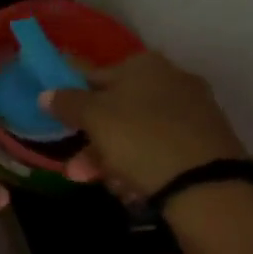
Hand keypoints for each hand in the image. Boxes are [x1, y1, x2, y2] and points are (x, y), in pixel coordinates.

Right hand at [40, 51, 247, 197]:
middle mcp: (171, 79)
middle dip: (93, 143)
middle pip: (116, 109)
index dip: (73, 100)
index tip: (61, 125)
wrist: (206, 184)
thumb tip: (46, 94)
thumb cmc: (141, 138)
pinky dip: (142, 167)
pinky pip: (159, 150)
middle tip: (77, 171)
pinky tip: (134, 189)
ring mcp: (191, 111)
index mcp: (144, 64)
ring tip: (109, 186)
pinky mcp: (204, 142)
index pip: (95, 76)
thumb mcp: (94, 117)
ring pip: (136, 134)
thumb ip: (67, 102)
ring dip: (113, 160)